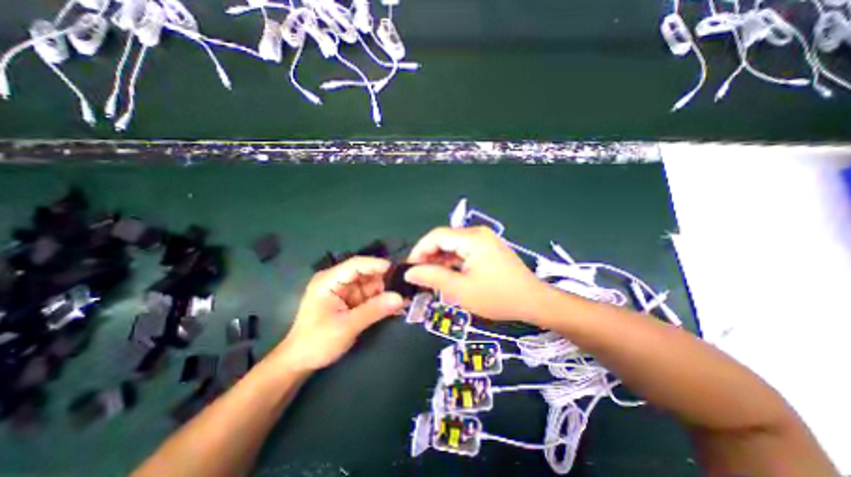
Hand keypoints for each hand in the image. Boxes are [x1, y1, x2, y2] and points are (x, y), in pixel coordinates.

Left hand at [273, 258, 405, 371]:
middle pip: (366, 273)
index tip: (398, 269)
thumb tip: (400, 298)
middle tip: (406, 286)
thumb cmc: (317, 342)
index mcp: (329, 280)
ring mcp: (346, 291)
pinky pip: (371, 296)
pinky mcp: (352, 301)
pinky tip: (397, 305)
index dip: (376, 265)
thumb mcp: (346, 326)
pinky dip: (383, 300)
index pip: (356, 265)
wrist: (301, 362)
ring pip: (371, 284)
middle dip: (386, 279)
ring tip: (405, 296)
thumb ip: (373, 310)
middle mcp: (338, 281)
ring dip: (387, 291)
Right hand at [403, 228, 544, 324]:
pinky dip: (452, 261)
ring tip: (430, 277)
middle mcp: (477, 233)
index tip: (409, 269)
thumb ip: (433, 277)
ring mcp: (484, 239)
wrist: (533, 301)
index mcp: (472, 238)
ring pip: (453, 245)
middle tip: (418, 276)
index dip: (419, 251)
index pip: (436, 236)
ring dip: (440, 260)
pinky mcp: (487, 247)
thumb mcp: (461, 290)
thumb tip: (409, 272)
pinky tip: (447, 274)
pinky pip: (463, 250)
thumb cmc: (498, 297)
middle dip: (428, 256)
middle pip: (444, 239)